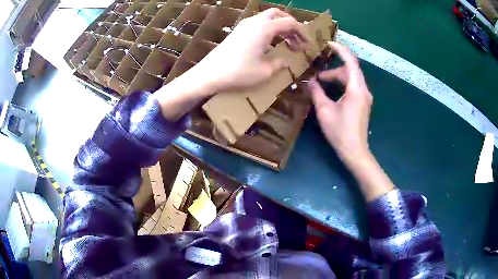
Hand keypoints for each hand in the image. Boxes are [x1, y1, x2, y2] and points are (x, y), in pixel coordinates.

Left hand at [193, 8, 308, 92]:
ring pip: (267, 18)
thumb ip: (279, 63)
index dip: (303, 33)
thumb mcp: (265, 71)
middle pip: (278, 14)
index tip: (309, 44)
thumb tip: (284, 60)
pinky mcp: (237, 31)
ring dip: (279, 26)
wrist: (209, 74)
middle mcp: (255, 21)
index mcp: (265, 28)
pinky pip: (258, 24)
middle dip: (291, 24)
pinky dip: (268, 29)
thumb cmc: (239, 72)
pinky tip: (269, 43)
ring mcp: (244, 25)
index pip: (290, 23)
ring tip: (286, 42)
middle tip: (297, 39)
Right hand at [307, 42, 372, 162]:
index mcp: (356, 89)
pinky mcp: (363, 103)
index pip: (350, 62)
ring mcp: (365, 97)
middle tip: (317, 74)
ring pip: (351, 78)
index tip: (328, 43)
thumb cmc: (340, 131)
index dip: (340, 50)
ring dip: (336, 77)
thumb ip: (316, 92)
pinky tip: (331, 91)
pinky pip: (352, 86)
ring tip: (321, 83)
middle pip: (350, 70)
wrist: (354, 151)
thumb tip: (308, 80)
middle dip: (333, 69)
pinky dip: (341, 84)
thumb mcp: (324, 110)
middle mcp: (363, 90)